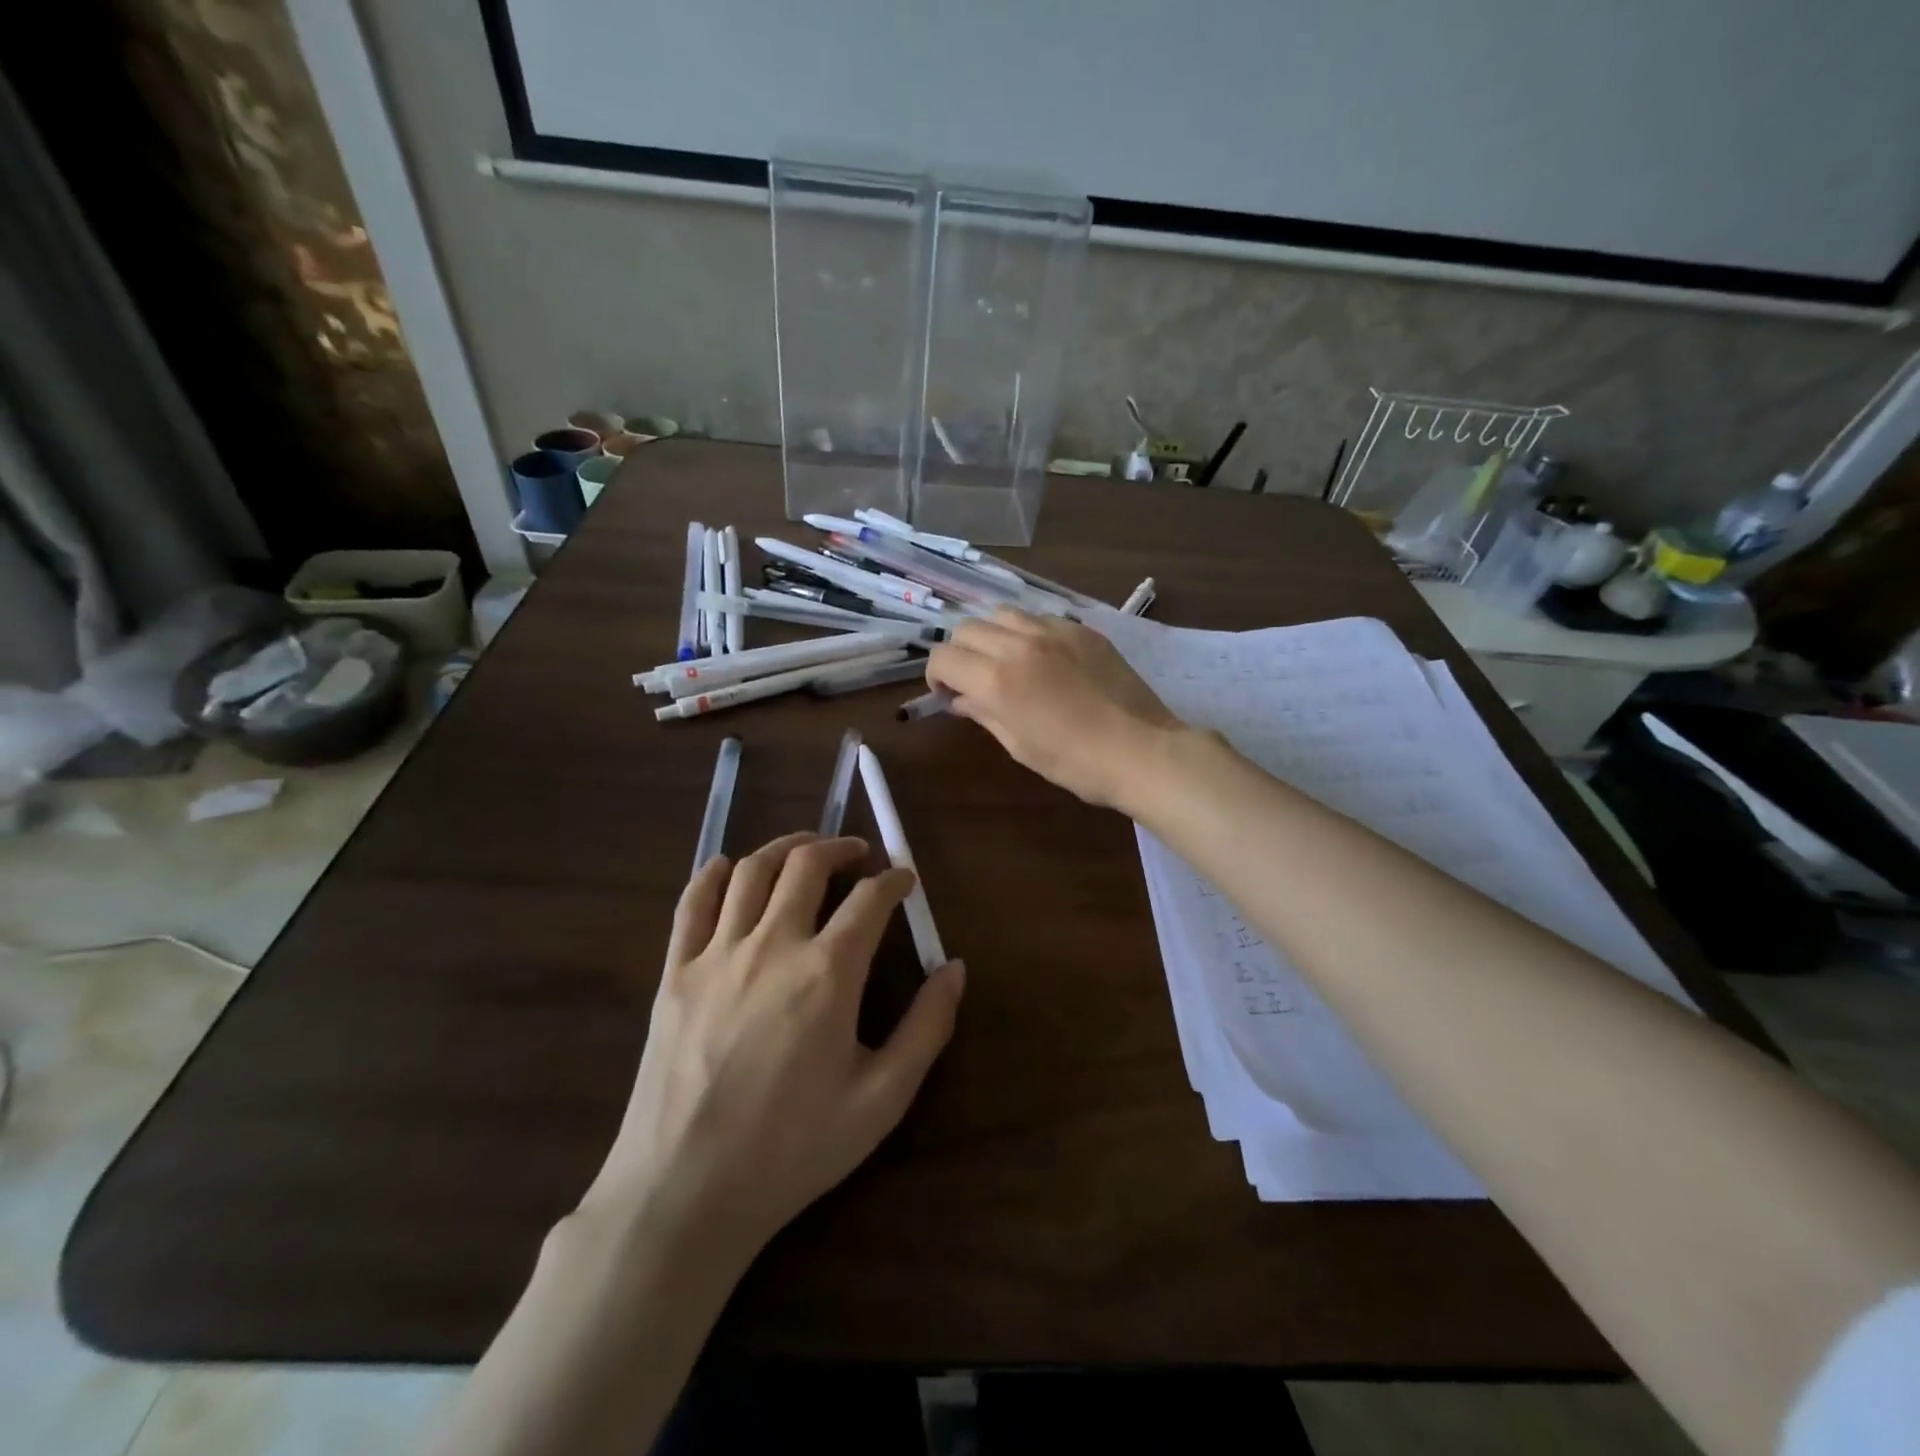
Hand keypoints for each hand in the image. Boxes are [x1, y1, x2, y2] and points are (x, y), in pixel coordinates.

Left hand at [578, 833, 965, 1258]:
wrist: (686, 1192)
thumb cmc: (793, 1149)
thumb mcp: (881, 1100)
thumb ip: (926, 1028)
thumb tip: (955, 968)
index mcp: (828, 973)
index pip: (870, 900)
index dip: (894, 880)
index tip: (905, 879)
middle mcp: (773, 946)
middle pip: (807, 865)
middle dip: (840, 847)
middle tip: (859, 853)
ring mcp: (717, 954)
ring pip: (751, 871)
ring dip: (786, 848)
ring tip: (806, 850)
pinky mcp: (674, 973)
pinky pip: (691, 903)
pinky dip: (713, 874)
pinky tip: (728, 868)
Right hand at [926, 609, 1183, 808]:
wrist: (1141, 750)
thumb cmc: (1075, 762)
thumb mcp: (1019, 745)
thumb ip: (983, 713)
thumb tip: (960, 699)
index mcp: (997, 679)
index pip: (943, 657)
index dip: (936, 676)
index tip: (948, 694)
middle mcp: (1019, 644)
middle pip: (967, 629)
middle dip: (960, 653)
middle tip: (974, 679)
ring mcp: (1054, 631)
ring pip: (1002, 614)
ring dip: (993, 635)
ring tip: (1007, 661)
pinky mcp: (1082, 630)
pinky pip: (1041, 618)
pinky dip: (1029, 632)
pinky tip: (1044, 657)